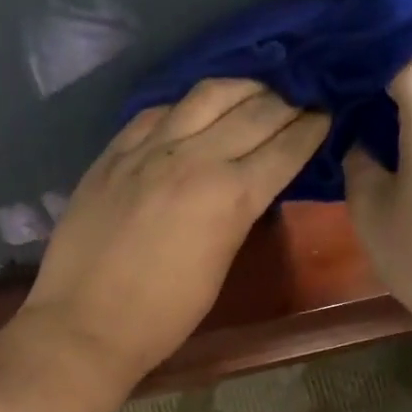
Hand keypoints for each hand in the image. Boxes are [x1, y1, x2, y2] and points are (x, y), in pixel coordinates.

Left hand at [19, 80, 328, 386]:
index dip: (313, 127)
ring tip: (255, 90)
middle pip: (255, 111)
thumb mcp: (219, 266)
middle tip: (302, 97)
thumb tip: (251, 183)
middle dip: (287, 100)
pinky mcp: (112, 153)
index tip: (327, 113)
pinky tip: (192, 109)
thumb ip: (238, 214)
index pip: (286, 146)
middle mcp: (194, 158)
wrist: (84, 323)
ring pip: (206, 94)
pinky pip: (156, 112)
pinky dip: (184, 105)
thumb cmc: (162, 316)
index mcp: (230, 196)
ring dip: (241, 87)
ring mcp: (147, 150)